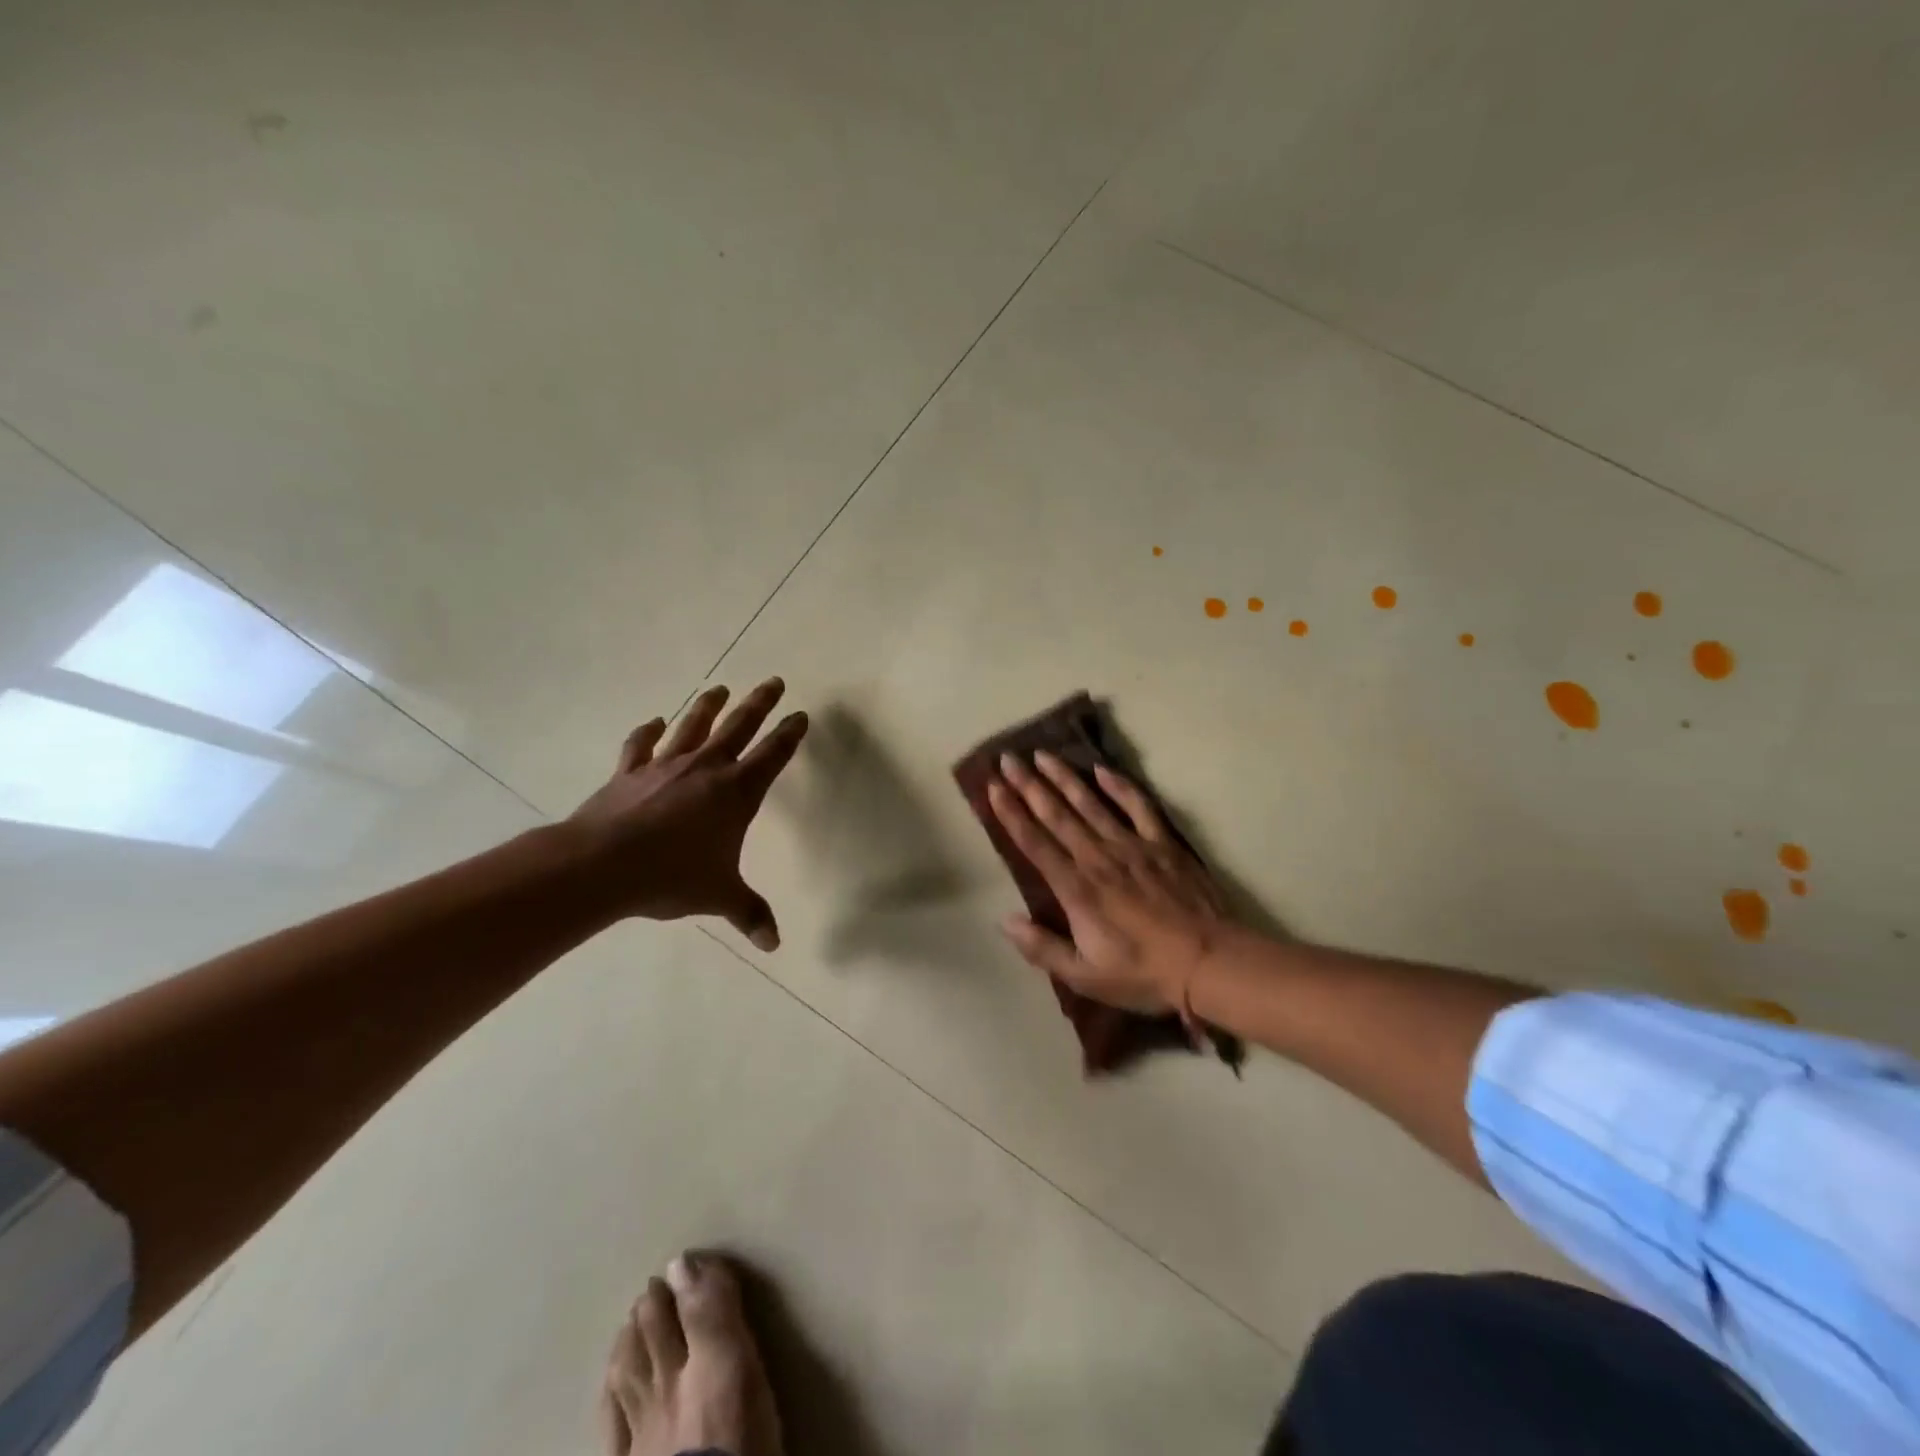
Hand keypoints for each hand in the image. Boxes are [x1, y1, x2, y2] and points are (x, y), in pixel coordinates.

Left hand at [569, 678, 807, 948]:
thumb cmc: (672, 876)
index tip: (800, 715)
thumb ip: (749, 914)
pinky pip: (641, 745)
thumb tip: (774, 944)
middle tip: (773, 681)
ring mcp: (665, 766)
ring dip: (708, 706)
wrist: (602, 866)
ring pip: (693, 726)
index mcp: (736, 793)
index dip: (789, 735)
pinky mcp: (629, 773)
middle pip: (739, 727)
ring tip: (720, 689)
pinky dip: (649, 732)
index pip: (772, 756)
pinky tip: (656, 722)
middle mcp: (705, 769)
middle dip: (760, 704)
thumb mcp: (719, 896)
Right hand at [987, 752, 1228, 1013]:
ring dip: (1064, 778)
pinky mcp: (1162, 844)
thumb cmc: (1143, 973)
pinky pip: (1138, 807)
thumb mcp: (1085, 976)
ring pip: (1090, 804)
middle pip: (1057, 815)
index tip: (993, 787)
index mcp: (1076, 888)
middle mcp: (1098, 858)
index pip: (1035, 843)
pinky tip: (1102, 769)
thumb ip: (1042, 948)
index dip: (1011, 814)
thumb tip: (1005, 920)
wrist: (1208, 962)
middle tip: (1008, 759)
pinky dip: (1119, 786)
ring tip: (1043, 755)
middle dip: (1029, 785)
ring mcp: (1132, 846)